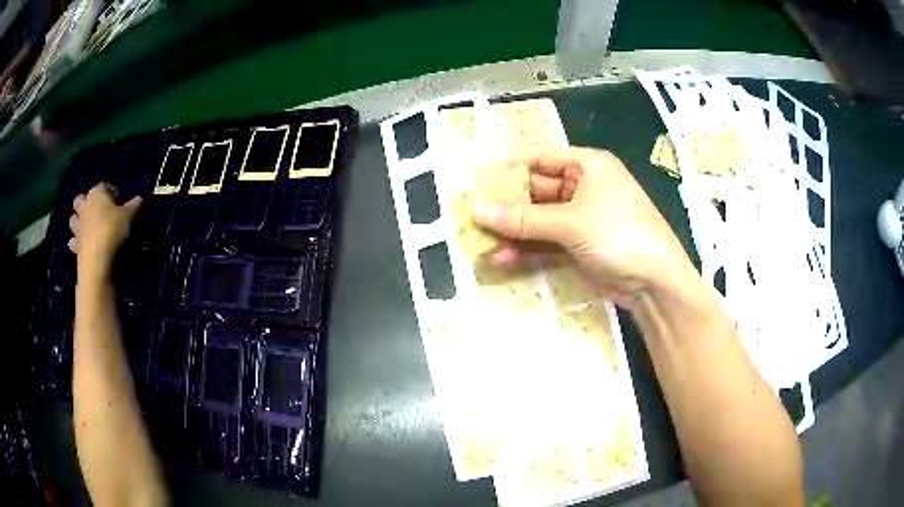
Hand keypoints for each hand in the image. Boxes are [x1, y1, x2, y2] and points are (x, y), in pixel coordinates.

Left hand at [69, 183, 141, 279]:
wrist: (97, 259)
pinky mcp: (75, 245)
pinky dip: (76, 241)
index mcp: (97, 193)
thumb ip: (133, 206)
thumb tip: (139, 198)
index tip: (119, 198)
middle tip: (96, 210)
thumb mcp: (128, 216)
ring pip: (73, 218)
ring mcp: (77, 226)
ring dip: (78, 220)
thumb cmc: (112, 230)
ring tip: (87, 226)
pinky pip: (73, 240)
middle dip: (86, 202)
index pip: (104, 185)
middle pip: (80, 199)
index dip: (111, 191)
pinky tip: (82, 244)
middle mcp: (84, 206)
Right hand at [474, 147, 698, 308]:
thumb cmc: (619, 235)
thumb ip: (524, 218)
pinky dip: (527, 249)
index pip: (540, 157)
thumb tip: (478, 211)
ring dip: (513, 230)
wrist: (655, 283)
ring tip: (480, 240)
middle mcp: (584, 187)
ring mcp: (582, 218)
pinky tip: (502, 259)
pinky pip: (547, 241)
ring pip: (539, 219)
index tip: (477, 179)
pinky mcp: (580, 245)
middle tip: (472, 215)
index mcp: (588, 165)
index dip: (508, 167)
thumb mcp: (571, 222)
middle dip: (507, 204)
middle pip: (537, 190)